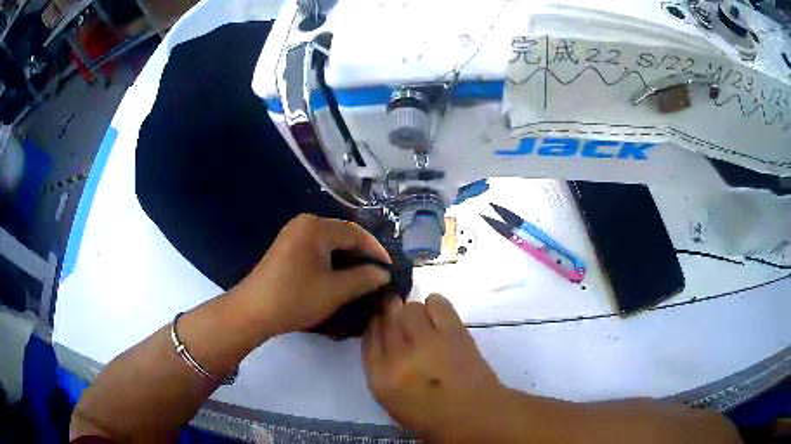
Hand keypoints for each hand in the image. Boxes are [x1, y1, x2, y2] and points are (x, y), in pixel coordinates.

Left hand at [232, 214, 390, 337]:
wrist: (254, 311)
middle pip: (342, 234)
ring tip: (364, 275)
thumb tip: (383, 273)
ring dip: (348, 257)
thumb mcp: (336, 290)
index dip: (376, 250)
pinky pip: (317, 247)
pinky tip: (340, 274)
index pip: (355, 233)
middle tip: (379, 272)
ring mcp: (293, 234)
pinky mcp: (286, 247)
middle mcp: (304, 223)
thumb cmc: (296, 298)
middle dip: (362, 253)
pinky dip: (332, 259)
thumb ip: (364, 278)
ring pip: (330, 242)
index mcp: (316, 227)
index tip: (390, 268)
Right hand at [362, 294, 503, 441]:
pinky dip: (436, 304)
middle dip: (391, 312)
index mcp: (381, 379)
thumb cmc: (433, 418)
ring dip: (415, 311)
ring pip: (411, 308)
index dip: (374, 323)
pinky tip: (439, 314)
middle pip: (387, 318)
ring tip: (425, 321)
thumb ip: (383, 371)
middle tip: (400, 312)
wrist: (475, 416)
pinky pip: (437, 303)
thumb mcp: (393, 402)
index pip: (369, 338)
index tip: (379, 317)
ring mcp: (427, 342)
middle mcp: (399, 357)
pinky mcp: (453, 332)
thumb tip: (386, 341)